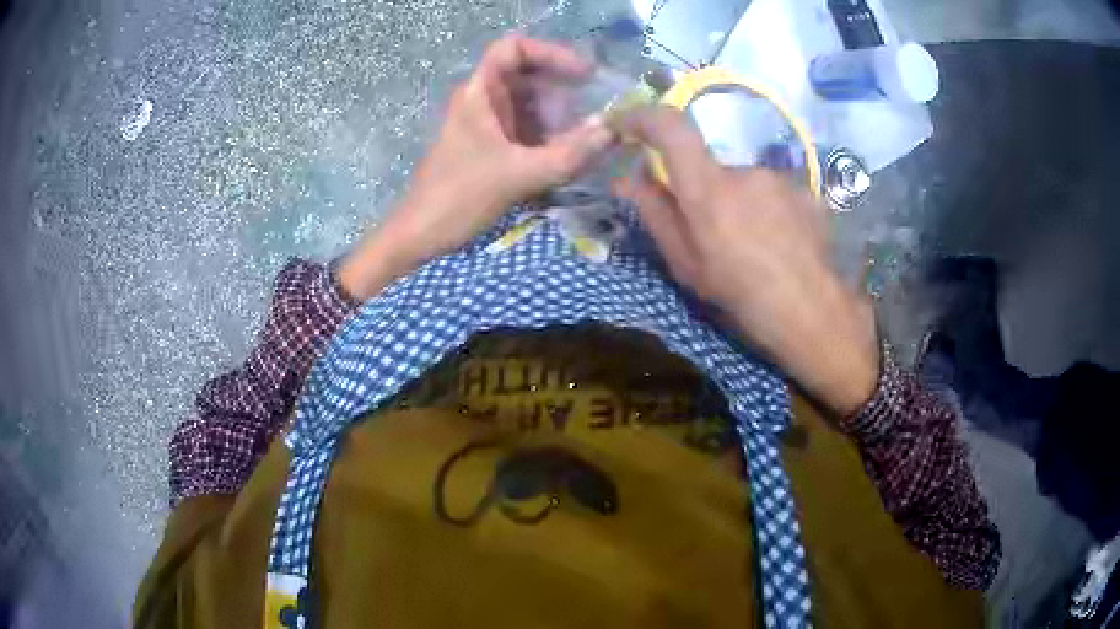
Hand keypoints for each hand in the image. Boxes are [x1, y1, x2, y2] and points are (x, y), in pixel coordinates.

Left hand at [339, 36, 614, 299]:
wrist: (420, 236)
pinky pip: (525, 129)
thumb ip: (570, 153)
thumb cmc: (460, 197)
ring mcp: (485, 124)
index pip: (513, 49)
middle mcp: (482, 101)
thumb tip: (613, 131)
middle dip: (563, 90)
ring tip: (586, 138)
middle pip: (528, 76)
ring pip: (529, 104)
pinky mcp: (489, 147)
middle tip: (595, 111)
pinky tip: (568, 155)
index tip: (584, 74)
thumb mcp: (520, 175)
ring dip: (559, 116)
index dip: (551, 52)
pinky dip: (548, 136)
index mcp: (479, 93)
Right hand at [612, 107, 878, 415]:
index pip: (670, 128)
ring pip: (743, 182)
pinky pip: (771, 192)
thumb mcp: (686, 265)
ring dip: (737, 205)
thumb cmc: (742, 295)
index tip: (624, 124)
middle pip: (709, 167)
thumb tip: (627, 179)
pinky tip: (777, 244)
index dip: (642, 117)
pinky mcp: (803, 190)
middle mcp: (743, 170)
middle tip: (712, 235)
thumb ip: (655, 214)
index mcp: (708, 189)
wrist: (812, 312)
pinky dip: (765, 211)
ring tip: (750, 247)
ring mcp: (778, 178)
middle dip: (702, 192)